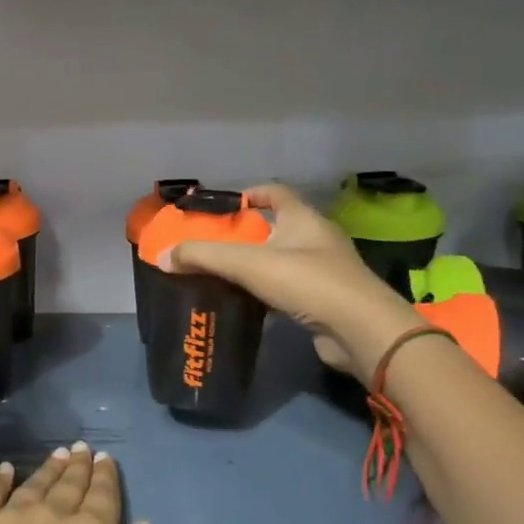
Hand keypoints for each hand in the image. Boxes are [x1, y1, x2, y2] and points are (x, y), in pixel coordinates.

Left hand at [0, 444, 169, 523]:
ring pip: (34, 485)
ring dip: (48, 469)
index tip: (105, 457)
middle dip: (78, 467)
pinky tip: (5, 470)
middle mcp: (50, 515)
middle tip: (81, 448)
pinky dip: (0, 481)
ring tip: (57, 454)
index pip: (102, 496)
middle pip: (68, 485)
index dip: (106, 476)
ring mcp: (8, 520)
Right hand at [162, 183, 421, 379]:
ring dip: (260, 264)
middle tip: (217, 244)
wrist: (360, 330)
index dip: (253, 193)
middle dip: (250, 233)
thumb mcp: (249, 264)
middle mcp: (318, 239)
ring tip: (227, 274)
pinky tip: (250, 303)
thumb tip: (163, 257)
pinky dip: (271, 291)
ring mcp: (326, 271)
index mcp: (304, 219)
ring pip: (285, 260)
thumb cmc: (308, 282)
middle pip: (280, 227)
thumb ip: (204, 257)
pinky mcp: (327, 301)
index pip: (277, 193)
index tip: (227, 204)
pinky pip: (292, 288)